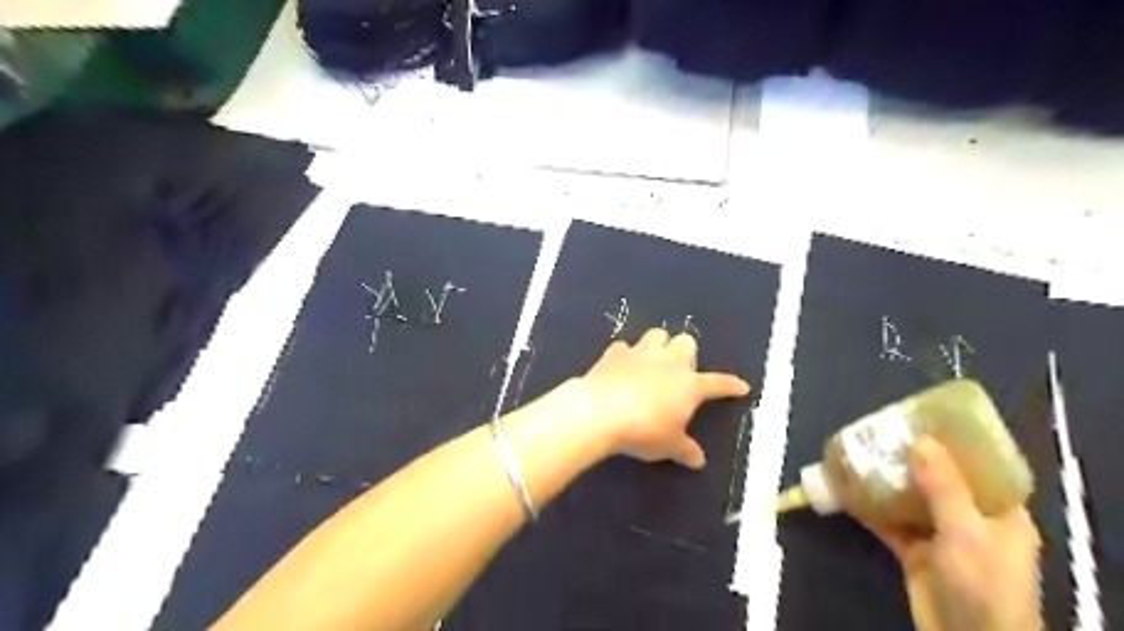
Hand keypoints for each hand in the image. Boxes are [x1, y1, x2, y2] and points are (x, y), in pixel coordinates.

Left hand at [574, 331, 749, 467]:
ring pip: (656, 334)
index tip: (741, 386)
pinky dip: (625, 356)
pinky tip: (621, 368)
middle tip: (679, 373)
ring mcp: (640, 353)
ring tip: (652, 362)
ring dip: (658, 346)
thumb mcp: (669, 446)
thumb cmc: (644, 431)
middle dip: (685, 353)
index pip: (717, 383)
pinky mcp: (614, 353)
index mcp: (689, 385)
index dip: (730, 385)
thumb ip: (685, 450)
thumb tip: (699, 460)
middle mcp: (668, 362)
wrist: (601, 412)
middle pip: (686, 342)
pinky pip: (624, 347)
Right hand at [864, 435, 1040, 630]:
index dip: (954, 442)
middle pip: (937, 478)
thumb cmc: (983, 585)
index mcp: (998, 511)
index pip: (979, 466)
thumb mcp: (967, 532)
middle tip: (881, 431)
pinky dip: (868, 506)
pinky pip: (888, 521)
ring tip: (859, 451)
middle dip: (909, 456)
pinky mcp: (913, 550)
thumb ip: (944, 487)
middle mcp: (969, 518)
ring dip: (885, 479)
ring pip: (908, 497)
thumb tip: (920, 439)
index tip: (924, 419)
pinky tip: (846, 488)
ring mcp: (939, 535)